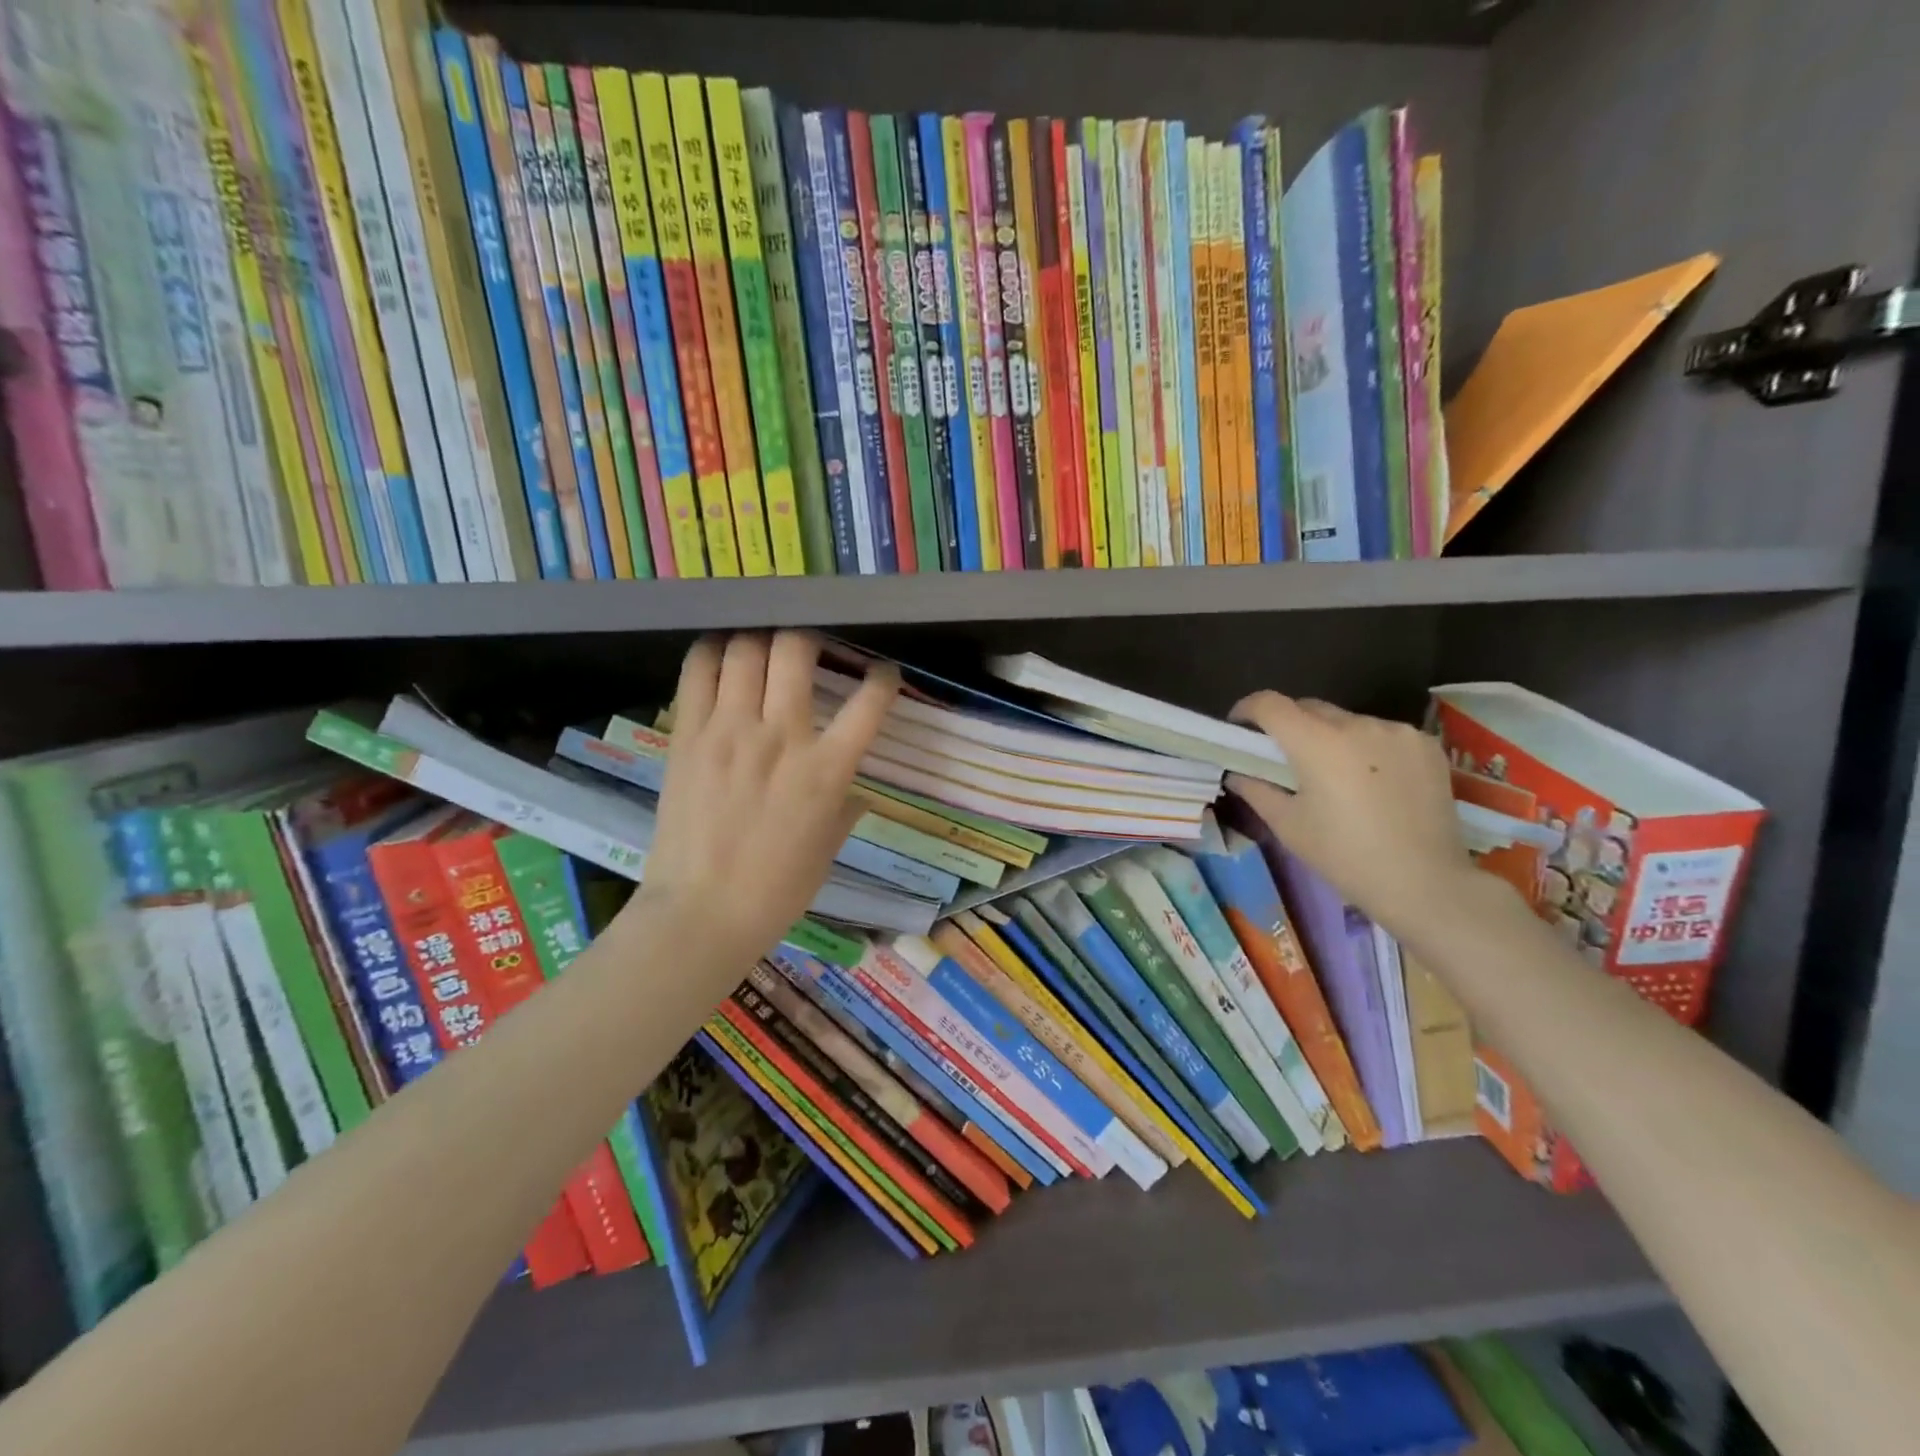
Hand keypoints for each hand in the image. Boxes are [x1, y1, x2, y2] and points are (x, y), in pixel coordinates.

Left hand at [633, 631, 897, 974]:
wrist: (701, 914)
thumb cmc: (776, 891)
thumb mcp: (828, 849)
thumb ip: (844, 807)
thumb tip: (853, 788)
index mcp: (826, 771)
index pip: (869, 704)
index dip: (883, 679)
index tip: (882, 674)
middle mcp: (781, 738)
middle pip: (795, 650)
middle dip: (807, 636)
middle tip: (807, 647)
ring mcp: (729, 732)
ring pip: (745, 649)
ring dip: (758, 638)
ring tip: (761, 647)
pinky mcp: (687, 735)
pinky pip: (698, 671)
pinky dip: (712, 651)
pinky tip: (721, 655)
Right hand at [1228, 691, 1476, 936]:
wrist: (1425, 883)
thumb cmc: (1344, 856)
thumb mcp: (1287, 825)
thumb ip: (1255, 789)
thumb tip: (1237, 772)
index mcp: (1316, 742)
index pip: (1269, 704)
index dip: (1247, 709)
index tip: (1239, 727)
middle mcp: (1357, 724)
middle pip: (1309, 708)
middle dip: (1289, 725)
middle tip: (1284, 758)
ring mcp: (1397, 731)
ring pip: (1347, 720)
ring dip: (1331, 736)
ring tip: (1334, 773)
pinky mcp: (1426, 744)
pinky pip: (1383, 733)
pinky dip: (1368, 747)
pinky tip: (1373, 780)